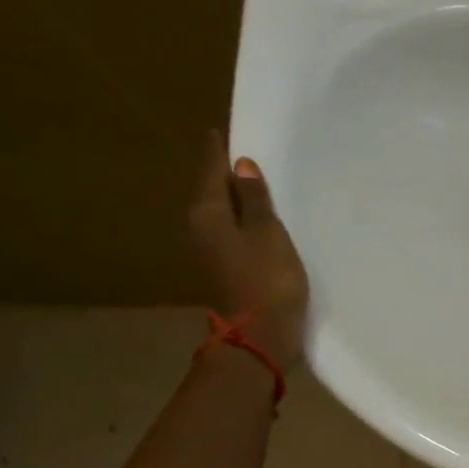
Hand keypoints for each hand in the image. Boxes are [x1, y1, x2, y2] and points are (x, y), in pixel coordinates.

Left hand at [190, 129, 309, 370]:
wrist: (260, 337)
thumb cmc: (267, 280)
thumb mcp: (268, 233)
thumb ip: (255, 200)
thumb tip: (242, 166)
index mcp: (207, 213)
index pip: (211, 171)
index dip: (218, 151)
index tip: (220, 130)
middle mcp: (200, 229)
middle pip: (212, 192)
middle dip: (225, 175)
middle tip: (242, 155)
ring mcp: (210, 254)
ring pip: (221, 215)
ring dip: (235, 201)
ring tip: (254, 186)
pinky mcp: (225, 272)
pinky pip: (232, 235)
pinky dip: (242, 224)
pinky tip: (257, 222)